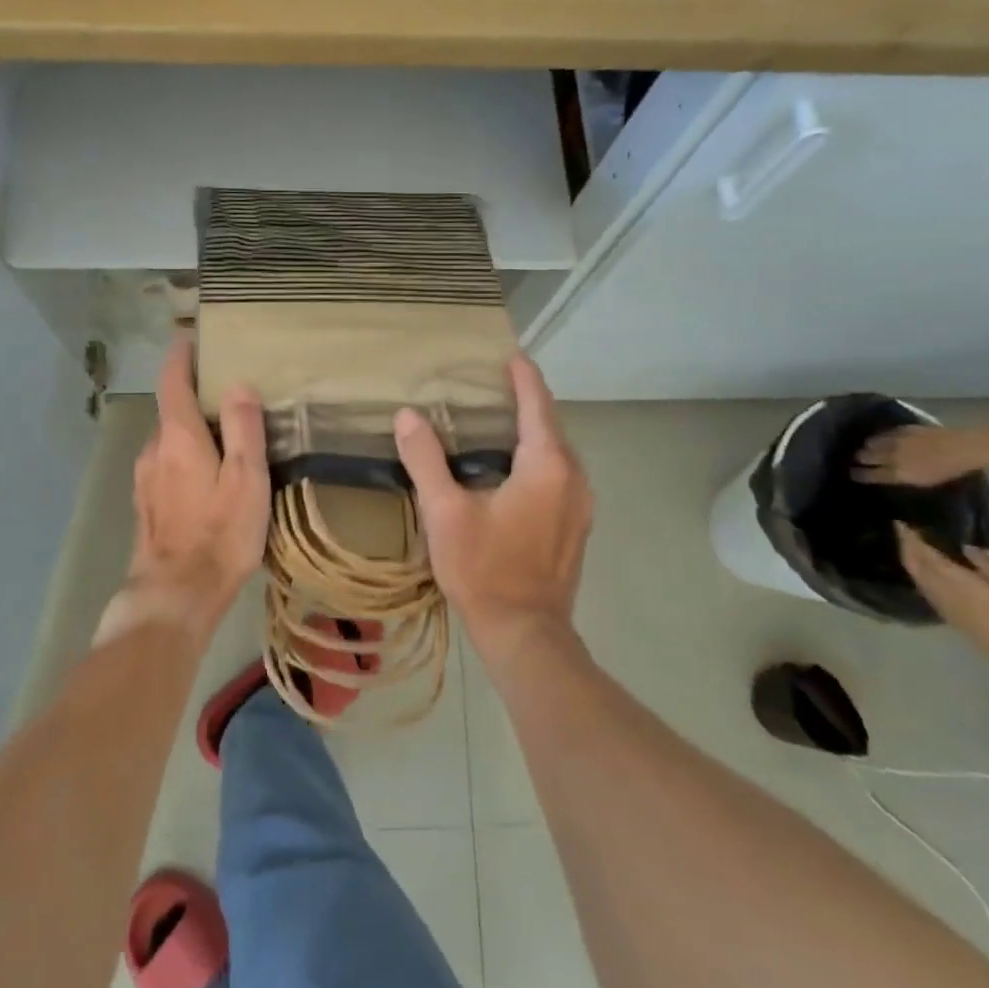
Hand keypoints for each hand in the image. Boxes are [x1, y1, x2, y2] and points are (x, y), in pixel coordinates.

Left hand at [103, 339, 268, 645]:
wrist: (175, 596)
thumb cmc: (219, 534)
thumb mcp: (246, 478)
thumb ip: (243, 428)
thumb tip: (238, 384)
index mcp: (178, 437)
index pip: (172, 382)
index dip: (181, 357)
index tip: (192, 338)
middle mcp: (154, 451)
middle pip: (172, 411)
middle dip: (195, 397)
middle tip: (230, 394)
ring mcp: (146, 480)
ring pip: (169, 441)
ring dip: (191, 431)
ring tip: (224, 436)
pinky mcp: (147, 506)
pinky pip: (166, 466)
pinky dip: (185, 457)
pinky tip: (207, 477)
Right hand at [394, 356, 593, 671]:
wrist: (525, 632)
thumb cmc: (484, 568)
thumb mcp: (445, 512)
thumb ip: (426, 459)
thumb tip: (408, 416)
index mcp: (546, 465)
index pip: (537, 405)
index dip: (524, 377)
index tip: (510, 355)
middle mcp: (573, 477)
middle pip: (551, 425)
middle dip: (527, 401)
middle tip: (494, 385)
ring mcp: (581, 504)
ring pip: (558, 452)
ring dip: (533, 432)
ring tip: (499, 421)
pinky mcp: (577, 525)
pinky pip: (560, 474)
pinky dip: (538, 458)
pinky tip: (512, 467)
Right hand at [854, 424, 988, 486]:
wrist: (968, 447)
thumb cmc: (950, 470)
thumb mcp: (924, 481)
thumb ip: (901, 478)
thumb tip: (884, 475)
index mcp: (898, 473)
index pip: (869, 474)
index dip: (859, 474)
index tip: (852, 474)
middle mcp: (892, 456)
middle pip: (866, 456)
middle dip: (860, 458)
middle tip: (858, 460)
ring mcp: (897, 440)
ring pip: (872, 442)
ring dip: (868, 446)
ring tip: (868, 448)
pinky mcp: (903, 428)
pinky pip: (885, 433)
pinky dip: (881, 436)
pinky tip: (883, 438)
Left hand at [894, 523, 988, 671]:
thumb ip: (983, 562)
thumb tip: (965, 546)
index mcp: (949, 576)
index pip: (922, 551)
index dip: (909, 537)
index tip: (901, 522)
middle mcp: (934, 585)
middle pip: (911, 560)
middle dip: (905, 544)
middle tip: (904, 529)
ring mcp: (933, 597)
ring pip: (913, 571)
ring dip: (908, 556)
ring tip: (911, 543)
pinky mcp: (938, 607)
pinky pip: (919, 582)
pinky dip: (916, 569)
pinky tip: (923, 565)